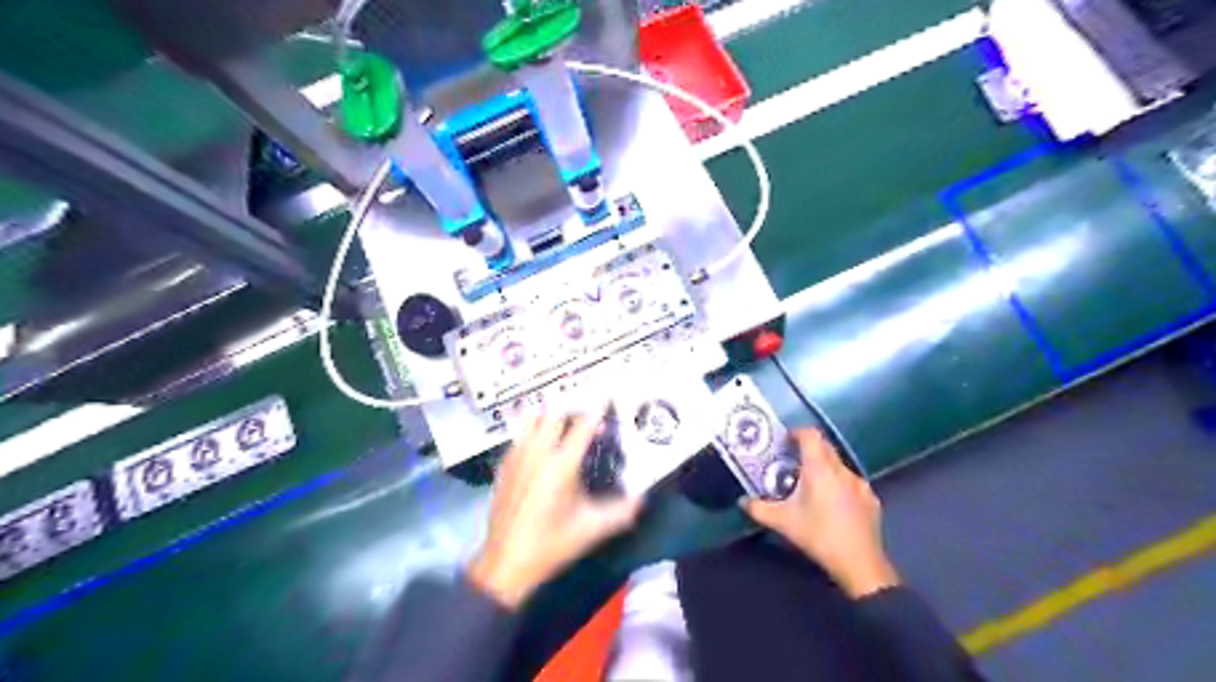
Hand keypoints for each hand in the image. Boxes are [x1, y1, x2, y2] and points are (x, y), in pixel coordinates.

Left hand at [466, 414, 640, 609]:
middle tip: (586, 415)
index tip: (607, 396)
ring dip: (550, 416)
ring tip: (564, 423)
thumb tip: (643, 499)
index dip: (597, 409)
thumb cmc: (553, 544)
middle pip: (555, 413)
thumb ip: (622, 512)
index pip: (583, 425)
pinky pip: (520, 435)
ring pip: (533, 419)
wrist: (507, 562)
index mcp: (562, 464)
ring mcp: (517, 456)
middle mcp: (538, 452)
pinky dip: (533, 431)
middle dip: (573, 409)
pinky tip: (541, 445)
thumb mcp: (592, 529)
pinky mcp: (504, 465)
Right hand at [741, 431, 901, 595]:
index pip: (810, 435)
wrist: (860, 563)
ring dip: (824, 468)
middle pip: (825, 447)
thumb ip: (759, 509)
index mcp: (819, 468)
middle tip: (792, 462)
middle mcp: (841, 469)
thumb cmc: (818, 535)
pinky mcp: (871, 499)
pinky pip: (851, 482)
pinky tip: (833, 504)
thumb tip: (743, 501)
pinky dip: (840, 485)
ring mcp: (860, 484)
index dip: (797, 433)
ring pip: (839, 465)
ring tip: (811, 485)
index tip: (785, 441)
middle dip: (808, 449)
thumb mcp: (783, 522)